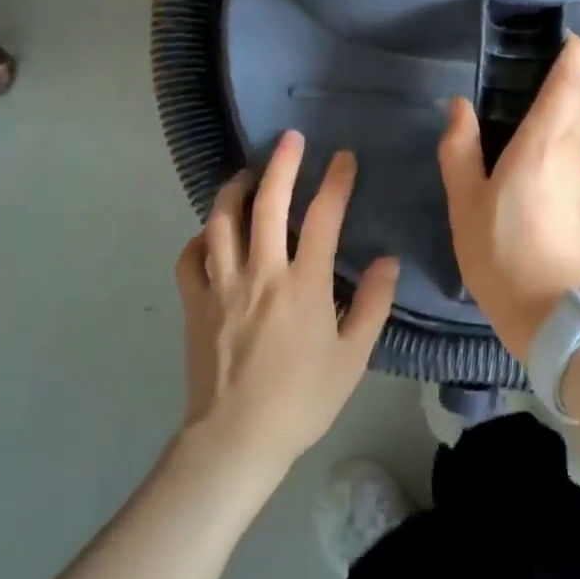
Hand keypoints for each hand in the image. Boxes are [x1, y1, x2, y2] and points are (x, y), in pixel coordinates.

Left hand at [174, 131, 399, 476]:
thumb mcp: (353, 356)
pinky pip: (190, 257)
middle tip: (291, 139)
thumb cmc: (303, 399)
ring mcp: (221, 285)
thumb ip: (373, 304)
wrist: (237, 439)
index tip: (343, 157)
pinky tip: (212, 233)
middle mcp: (261, 272)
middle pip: (268, 203)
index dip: (336, 181)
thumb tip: (389, 259)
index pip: (323, 217)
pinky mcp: (195, 302)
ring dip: (235, 189)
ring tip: (248, 174)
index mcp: (304, 284)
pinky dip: (201, 237)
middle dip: (282, 163)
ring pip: (221, 220)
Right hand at [437, 35, 579, 360]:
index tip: (566, 41)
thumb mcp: (465, 202)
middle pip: (577, 106)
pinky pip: (577, 174)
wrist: (554, 317)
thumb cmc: (500, 253)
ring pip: (576, 143)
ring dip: (556, 136)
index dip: (572, 55)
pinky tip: (535, 201)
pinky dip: (560, 170)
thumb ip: (460, 148)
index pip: (570, 83)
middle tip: (525, 97)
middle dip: (561, 91)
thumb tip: (460, 106)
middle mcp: (576, 156)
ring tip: (519, 161)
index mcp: (544, 145)